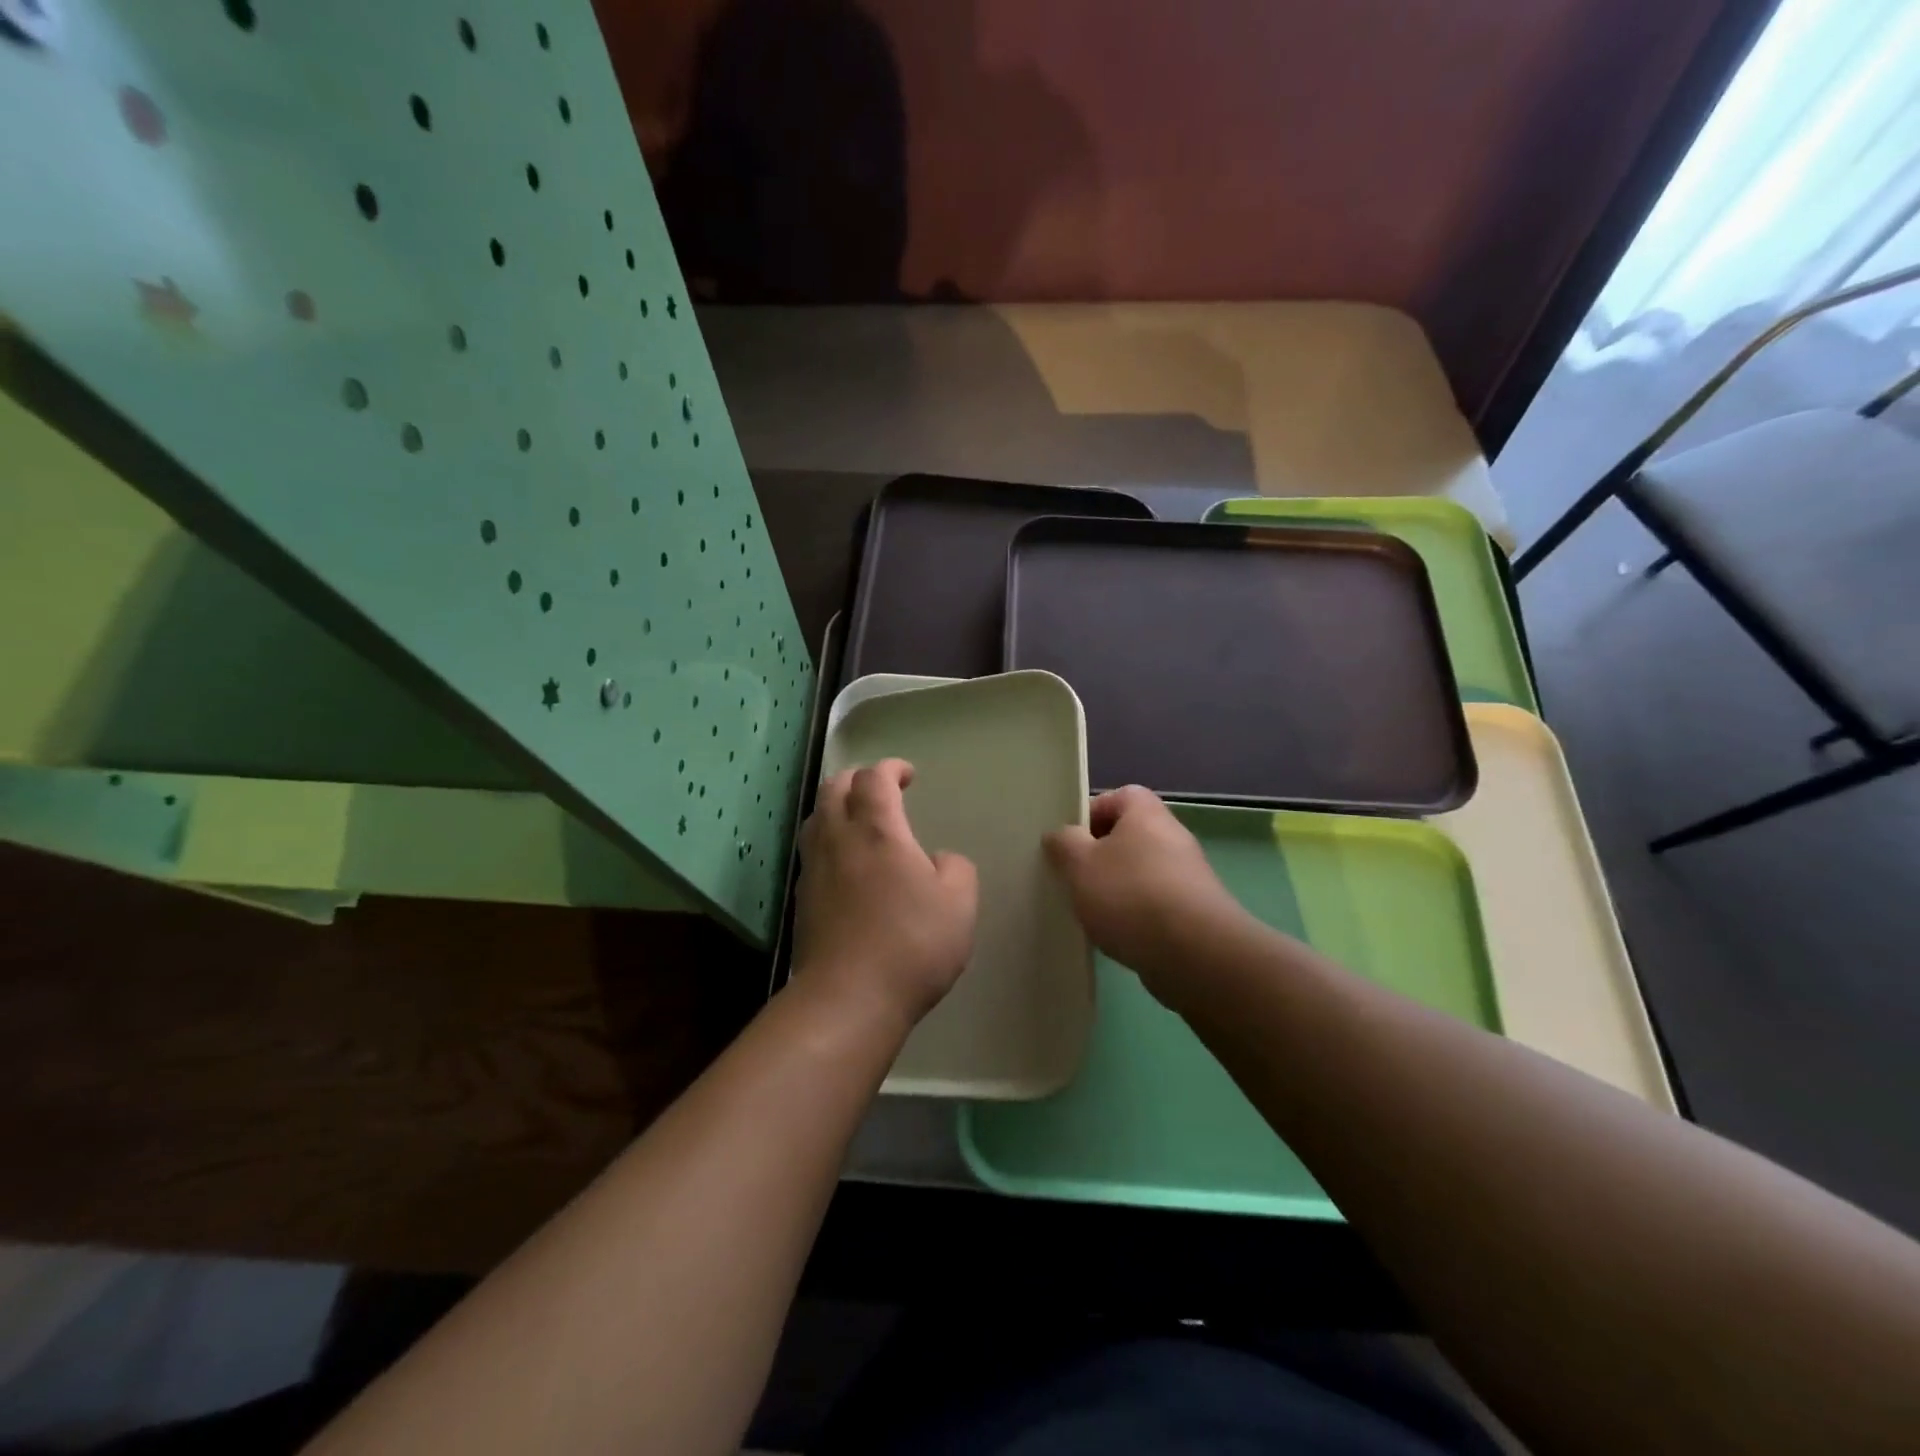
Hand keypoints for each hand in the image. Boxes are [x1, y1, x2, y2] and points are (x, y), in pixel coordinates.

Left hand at [793, 759, 978, 1028]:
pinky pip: (812, 852)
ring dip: (837, 807)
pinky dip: (828, 840)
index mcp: (877, 830)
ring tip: (858, 820)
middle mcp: (838, 839)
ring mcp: (814, 869)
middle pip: (835, 788)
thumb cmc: (911, 944)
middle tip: (881, 789)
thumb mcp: (959, 903)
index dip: (891, 768)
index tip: (907, 774)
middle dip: (858, 779)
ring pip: (816, 818)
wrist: (848, 998)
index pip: (874, 778)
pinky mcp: (802, 900)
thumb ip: (955, 869)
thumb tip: (938, 861)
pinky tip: (846, 863)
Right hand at [1044, 786, 1254, 995]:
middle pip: (1129, 836)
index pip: (1118, 796)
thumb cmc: (1130, 894)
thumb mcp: (1080, 864)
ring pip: (1141, 872)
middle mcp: (1172, 836)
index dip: (1091, 814)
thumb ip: (1064, 844)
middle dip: (1100, 857)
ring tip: (1093, 913)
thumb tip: (1060, 835)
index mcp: (1146, 813)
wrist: (1193, 953)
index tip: (1070, 842)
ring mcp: (1188, 875)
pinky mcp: (1196, 912)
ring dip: (1117, 889)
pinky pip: (1156, 903)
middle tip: (1075, 878)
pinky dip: (1137, 916)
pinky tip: (1119, 937)